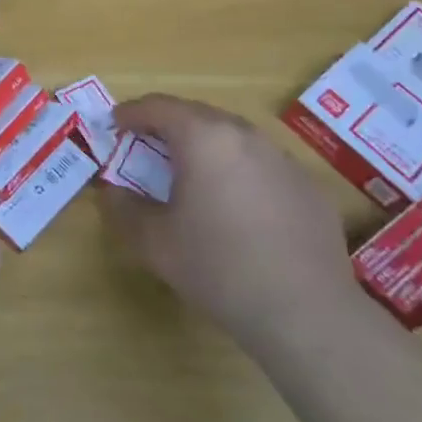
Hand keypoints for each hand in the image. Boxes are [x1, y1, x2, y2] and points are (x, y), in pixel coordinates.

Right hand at [100, 94, 359, 351]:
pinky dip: (239, 170)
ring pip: (233, 137)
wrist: (306, 314)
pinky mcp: (309, 187)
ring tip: (191, 174)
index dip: (131, 113)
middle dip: (167, 125)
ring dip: (205, 146)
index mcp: (203, 138)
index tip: (115, 124)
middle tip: (146, 146)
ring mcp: (283, 159)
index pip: (158, 107)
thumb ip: (123, 209)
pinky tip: (237, 206)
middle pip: (197, 114)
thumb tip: (112, 192)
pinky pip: (263, 164)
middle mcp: (245, 136)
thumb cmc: (219, 269)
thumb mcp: (154, 242)